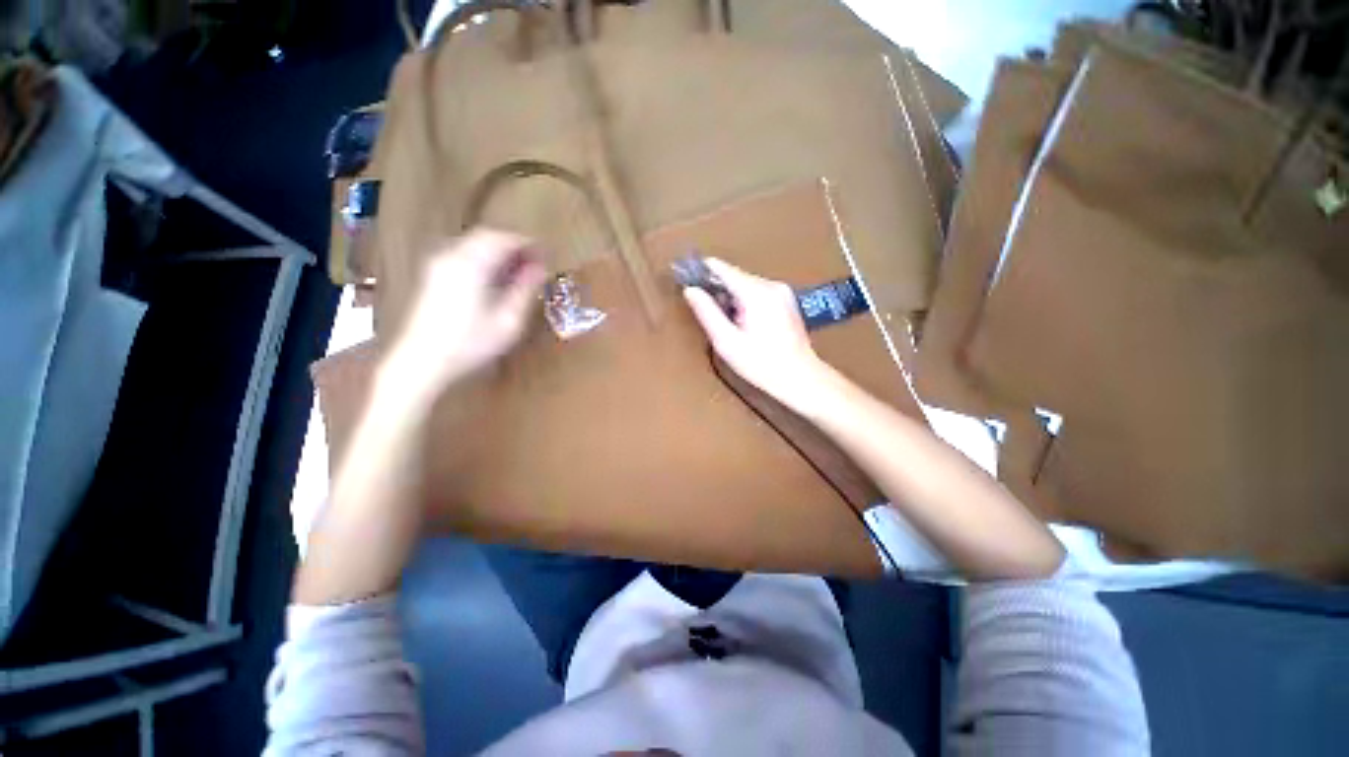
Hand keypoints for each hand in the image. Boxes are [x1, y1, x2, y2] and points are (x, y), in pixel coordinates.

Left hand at [382, 229, 546, 400]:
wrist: (423, 360)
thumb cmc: (471, 343)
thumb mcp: (508, 320)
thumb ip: (525, 290)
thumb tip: (540, 269)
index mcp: (472, 264)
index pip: (504, 239)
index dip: (528, 244)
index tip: (546, 255)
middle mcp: (453, 255)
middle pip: (487, 237)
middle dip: (514, 246)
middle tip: (535, 264)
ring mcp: (439, 264)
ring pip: (475, 244)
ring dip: (499, 252)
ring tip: (519, 272)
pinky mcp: (433, 275)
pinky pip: (464, 254)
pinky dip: (484, 259)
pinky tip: (496, 280)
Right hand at [682, 258, 828, 411]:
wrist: (800, 377)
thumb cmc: (761, 364)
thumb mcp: (727, 342)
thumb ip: (707, 313)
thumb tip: (690, 290)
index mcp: (756, 293)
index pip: (723, 269)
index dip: (702, 270)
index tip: (685, 274)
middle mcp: (771, 285)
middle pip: (735, 276)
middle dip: (717, 288)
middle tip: (702, 306)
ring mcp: (782, 291)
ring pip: (746, 284)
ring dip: (730, 296)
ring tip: (724, 321)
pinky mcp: (786, 300)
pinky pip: (758, 292)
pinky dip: (744, 301)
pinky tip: (741, 321)